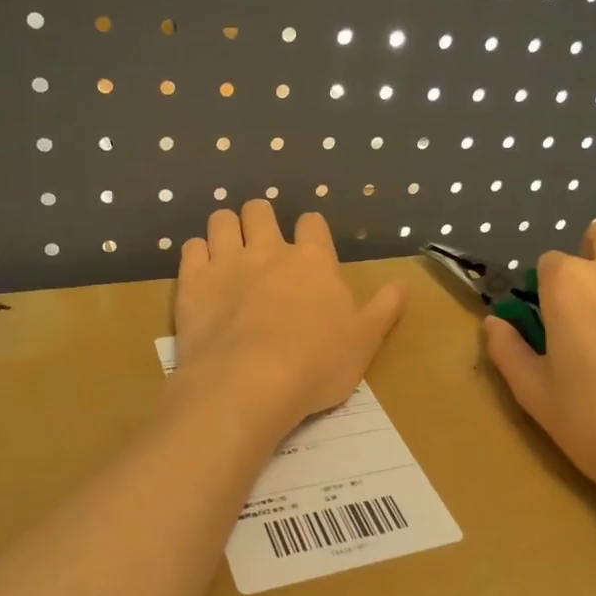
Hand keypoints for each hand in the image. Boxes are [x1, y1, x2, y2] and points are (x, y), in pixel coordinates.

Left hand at [174, 200, 405, 440]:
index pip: (312, 223)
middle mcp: (268, 250)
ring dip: (227, 229)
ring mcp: (226, 263)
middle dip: (262, 220)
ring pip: (222, 220)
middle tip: (264, 245)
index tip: (310, 247)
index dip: (311, 231)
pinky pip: (191, 248)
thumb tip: (404, 284)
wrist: (248, 384)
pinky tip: (203, 273)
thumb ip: (384, 309)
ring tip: (231, 251)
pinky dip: (198, 254)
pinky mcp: (193, 283)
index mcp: (313, 260)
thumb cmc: (316, 364)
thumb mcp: (364, 341)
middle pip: (260, 211)